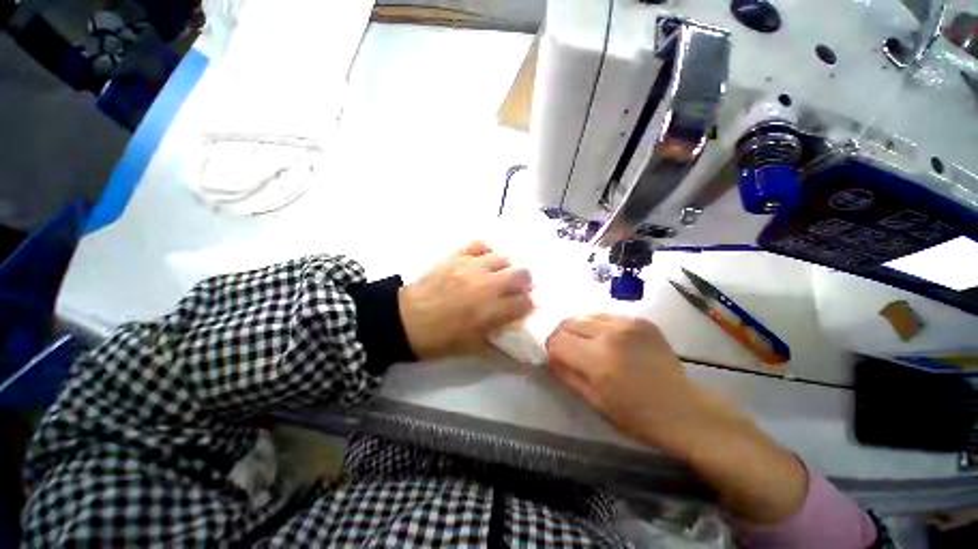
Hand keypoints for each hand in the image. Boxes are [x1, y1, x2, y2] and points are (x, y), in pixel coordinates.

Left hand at [398, 241, 533, 359]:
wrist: (404, 320)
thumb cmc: (439, 339)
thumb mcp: (471, 348)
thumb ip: (498, 339)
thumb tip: (517, 332)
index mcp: (490, 312)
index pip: (524, 303)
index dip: (529, 304)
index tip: (527, 306)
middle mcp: (486, 286)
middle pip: (521, 275)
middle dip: (526, 282)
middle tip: (518, 288)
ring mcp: (470, 267)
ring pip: (503, 257)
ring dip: (507, 266)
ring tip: (499, 274)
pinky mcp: (456, 257)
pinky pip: (478, 244)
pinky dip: (486, 250)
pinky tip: (484, 259)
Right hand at [546, 314, 807, 524]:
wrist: (682, 409)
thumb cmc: (635, 415)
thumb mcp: (593, 401)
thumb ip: (565, 374)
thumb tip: (548, 355)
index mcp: (597, 361)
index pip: (557, 340)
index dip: (551, 347)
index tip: (556, 355)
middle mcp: (609, 335)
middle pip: (568, 322)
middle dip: (562, 335)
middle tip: (569, 348)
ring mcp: (627, 323)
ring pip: (585, 315)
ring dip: (579, 327)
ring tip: (587, 342)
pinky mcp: (640, 320)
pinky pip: (605, 315)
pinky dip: (598, 325)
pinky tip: (606, 338)